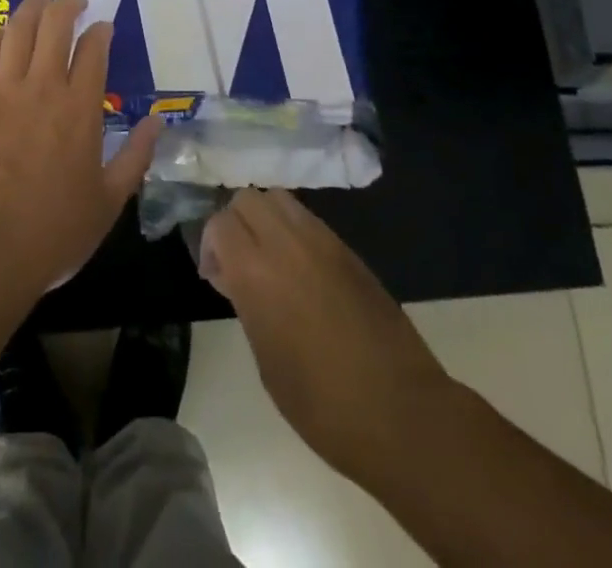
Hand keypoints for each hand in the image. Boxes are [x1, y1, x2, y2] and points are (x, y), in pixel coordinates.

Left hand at [0, 0, 160, 298]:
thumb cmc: (53, 231)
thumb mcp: (109, 201)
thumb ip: (136, 156)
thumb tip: (157, 122)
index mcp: (81, 108)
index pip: (93, 49)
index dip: (100, 31)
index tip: (103, 27)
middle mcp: (43, 87)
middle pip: (55, 25)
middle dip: (67, 5)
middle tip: (73, 2)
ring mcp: (2, 91)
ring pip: (17, 30)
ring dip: (31, 9)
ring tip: (39, 0)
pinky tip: (3, 34)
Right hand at [200, 189, 454, 488]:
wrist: (400, 412)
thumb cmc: (322, 404)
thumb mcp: (266, 360)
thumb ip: (247, 303)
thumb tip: (236, 276)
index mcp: (257, 272)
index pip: (220, 223)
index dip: (211, 245)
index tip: (217, 277)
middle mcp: (287, 243)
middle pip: (248, 199)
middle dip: (236, 222)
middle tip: (240, 262)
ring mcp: (323, 241)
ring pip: (280, 199)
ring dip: (266, 220)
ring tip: (271, 261)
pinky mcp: (349, 250)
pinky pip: (309, 220)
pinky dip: (294, 232)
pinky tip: (302, 272)